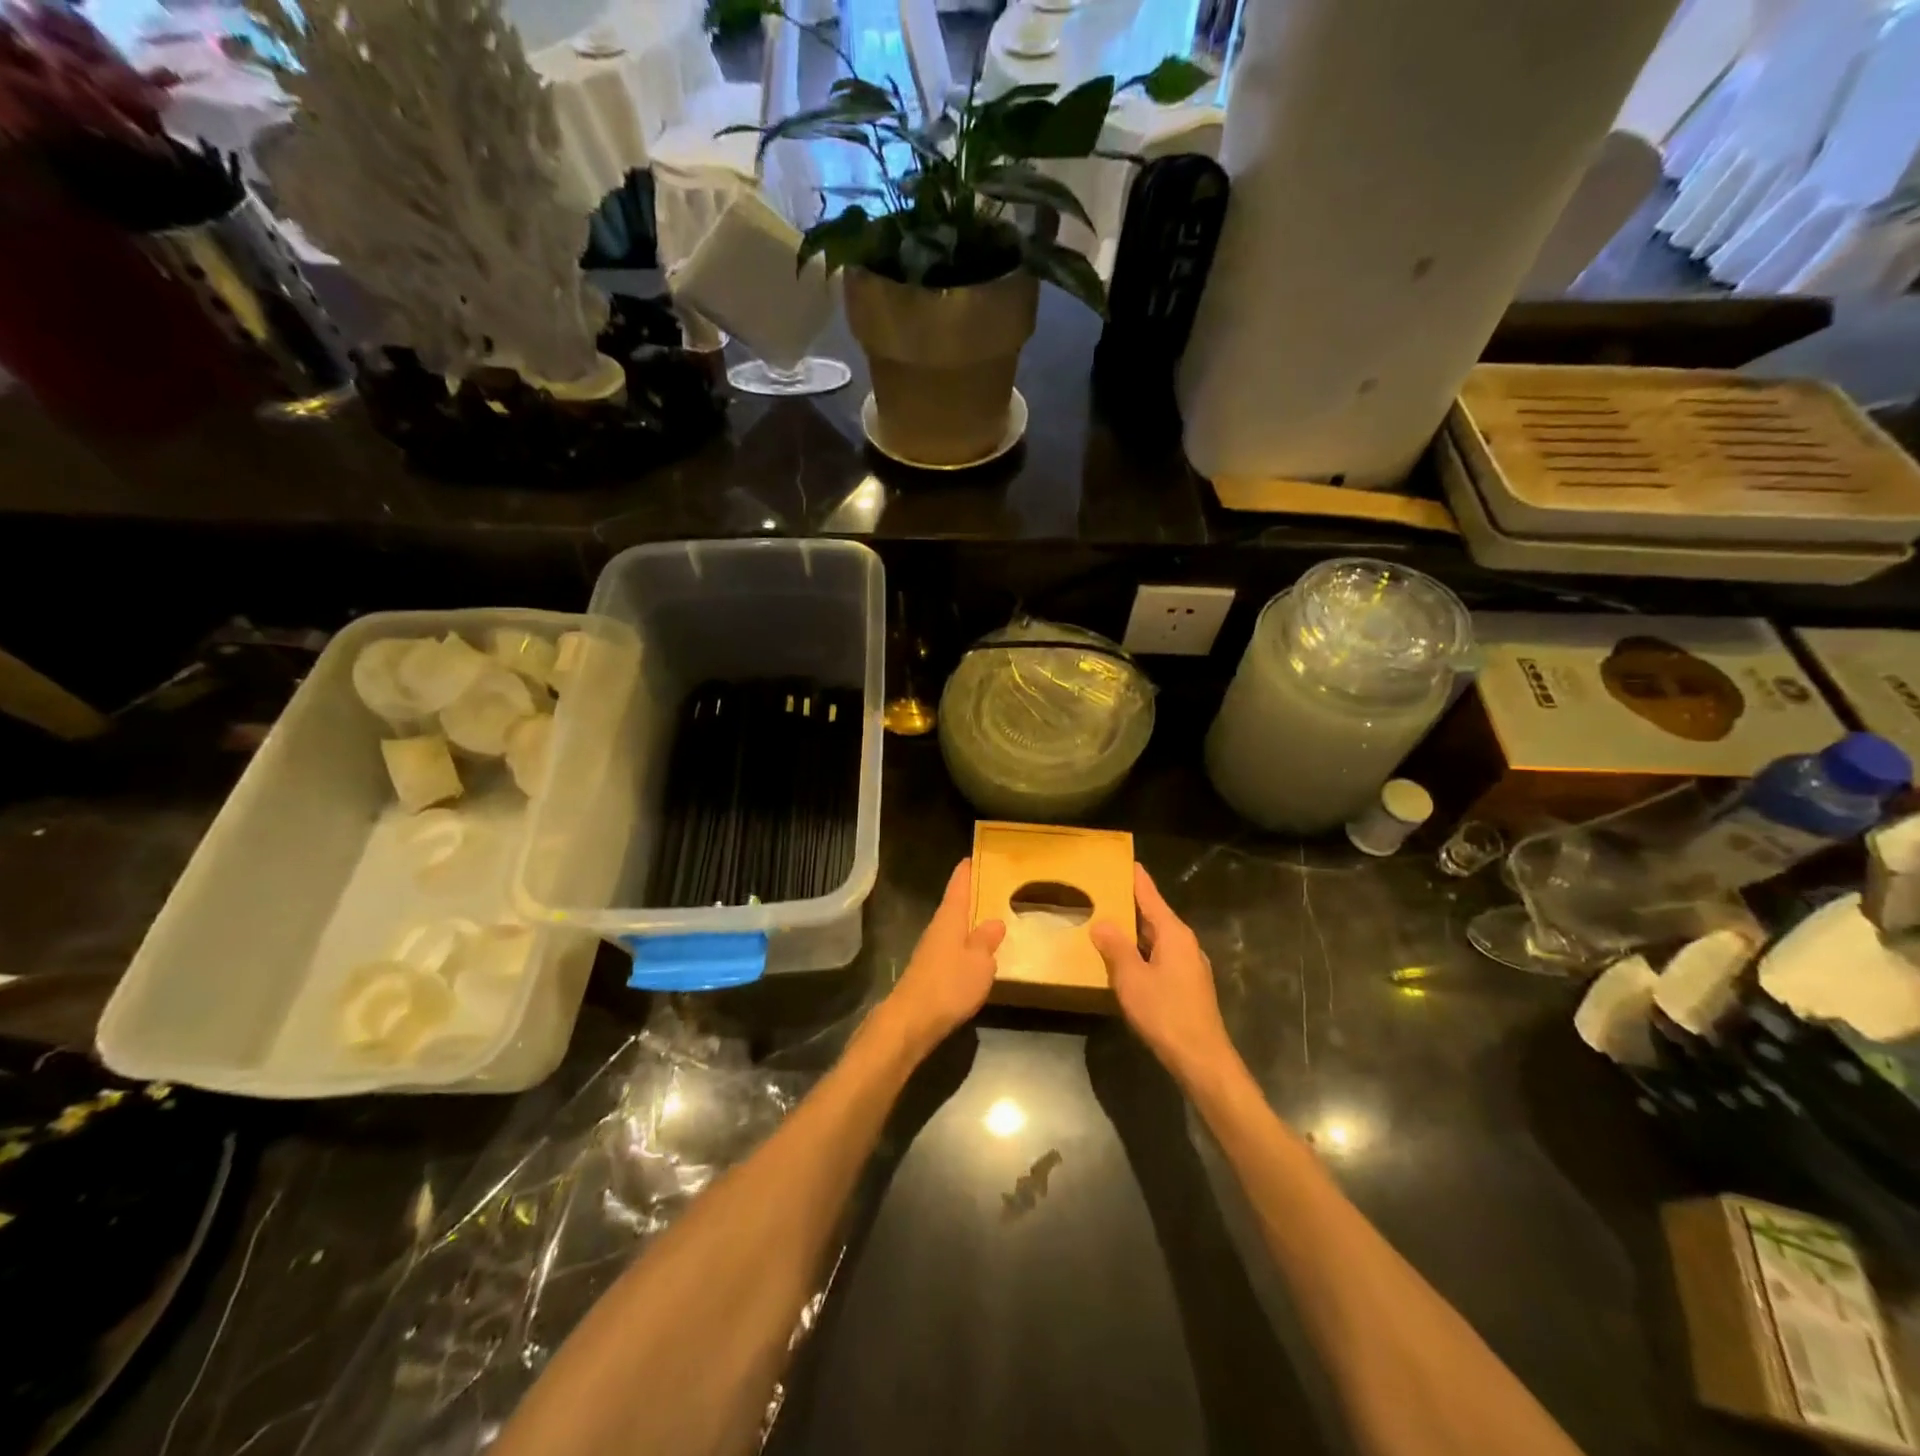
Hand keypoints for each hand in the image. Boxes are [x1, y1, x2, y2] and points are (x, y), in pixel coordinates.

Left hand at [879, 859, 1004, 1058]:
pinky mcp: (928, 974)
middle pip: (954, 906)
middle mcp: (937, 929)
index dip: (966, 871)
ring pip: (953, 929)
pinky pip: (951, 950)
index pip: (958, 886)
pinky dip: (964, 947)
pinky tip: (976, 956)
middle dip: (970, 897)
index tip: (973, 856)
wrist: (911, 1021)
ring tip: (990, 920)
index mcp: (949, 918)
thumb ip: (987, 941)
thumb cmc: (949, 985)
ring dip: (968, 924)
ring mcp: (930, 952)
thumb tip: (994, 922)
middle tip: (992, 888)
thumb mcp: (980, 962)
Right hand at [1091, 864, 1235, 1088]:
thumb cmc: (1165, 1013)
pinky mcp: (1188, 986)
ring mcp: (1189, 966)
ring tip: (1109, 922)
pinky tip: (1125, 960)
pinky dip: (1142, 951)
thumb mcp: (1131, 978)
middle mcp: (1185, 943)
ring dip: (1135, 930)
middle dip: (1132, 904)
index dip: (1137, 879)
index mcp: (1174, 934)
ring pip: (1157, 938)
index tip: (1126, 861)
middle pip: (1155, 916)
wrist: (1201, 1059)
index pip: (1151, 897)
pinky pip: (1160, 956)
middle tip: (1106, 890)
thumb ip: (1115, 947)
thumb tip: (1102, 922)